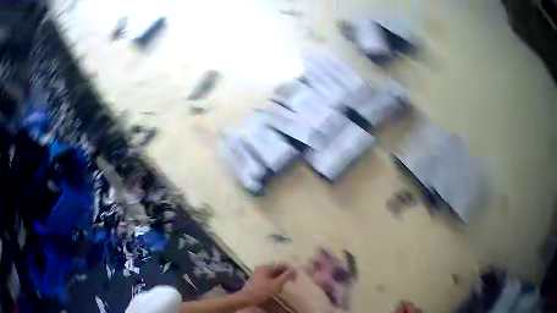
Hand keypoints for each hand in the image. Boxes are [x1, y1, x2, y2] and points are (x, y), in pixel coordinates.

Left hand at [240, 263, 295, 305]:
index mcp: (265, 267)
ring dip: (279, 278)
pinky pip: (268, 277)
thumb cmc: (262, 290)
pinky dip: (274, 281)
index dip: (289, 269)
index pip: (280, 264)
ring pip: (272, 274)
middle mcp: (261, 268)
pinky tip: (276, 288)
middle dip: (284, 274)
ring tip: (284, 285)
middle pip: (276, 269)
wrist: (247, 298)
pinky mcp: (256, 279)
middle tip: (291, 281)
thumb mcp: (276, 284)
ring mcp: (258, 273)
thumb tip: (293, 269)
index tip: (295, 275)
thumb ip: (285, 276)